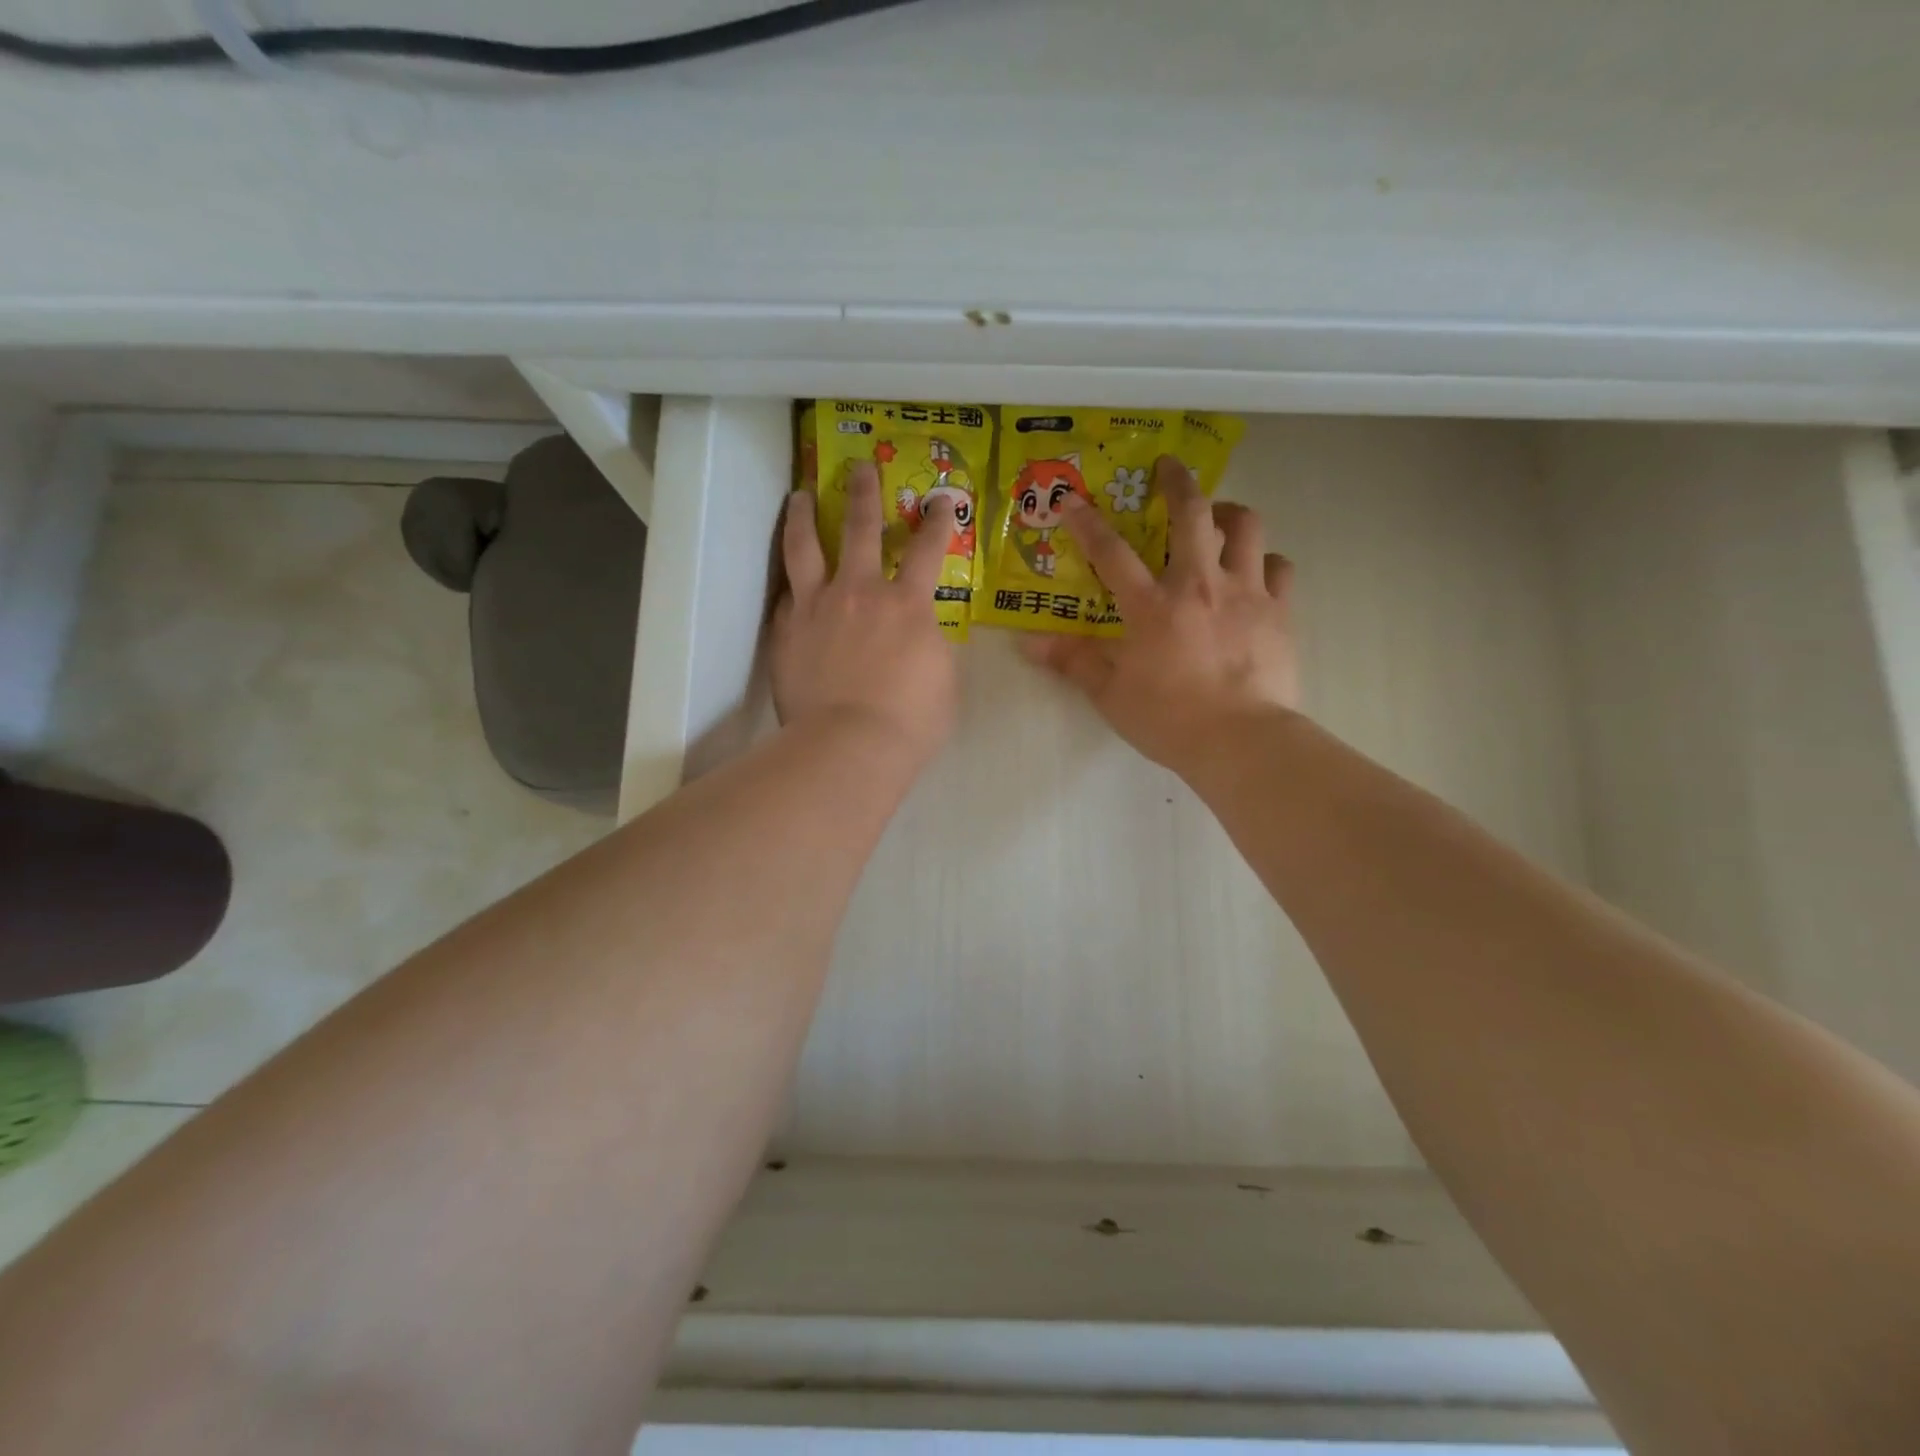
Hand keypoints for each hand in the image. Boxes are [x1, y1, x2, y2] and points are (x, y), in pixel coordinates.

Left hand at [773, 462, 957, 768]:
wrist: (849, 747)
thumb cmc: (910, 722)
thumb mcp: (944, 681)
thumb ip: (933, 646)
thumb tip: (923, 634)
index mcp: (908, 604)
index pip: (929, 549)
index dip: (939, 520)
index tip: (942, 499)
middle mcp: (860, 591)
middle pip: (860, 527)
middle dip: (863, 492)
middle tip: (859, 468)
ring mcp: (817, 607)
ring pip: (805, 546)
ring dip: (802, 515)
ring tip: (798, 495)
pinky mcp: (786, 630)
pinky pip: (786, 596)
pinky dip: (790, 583)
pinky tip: (788, 579)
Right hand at [1023, 454, 1297, 774]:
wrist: (1242, 741)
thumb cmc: (1170, 720)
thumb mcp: (1111, 695)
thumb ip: (1074, 662)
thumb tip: (1029, 643)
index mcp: (1152, 606)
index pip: (1112, 553)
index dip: (1088, 524)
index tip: (1074, 502)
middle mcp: (1199, 585)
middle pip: (1192, 513)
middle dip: (1177, 482)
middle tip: (1168, 467)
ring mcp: (1246, 593)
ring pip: (1246, 527)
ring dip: (1229, 513)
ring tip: (1218, 517)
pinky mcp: (1280, 612)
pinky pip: (1279, 568)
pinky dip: (1265, 561)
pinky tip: (1256, 571)